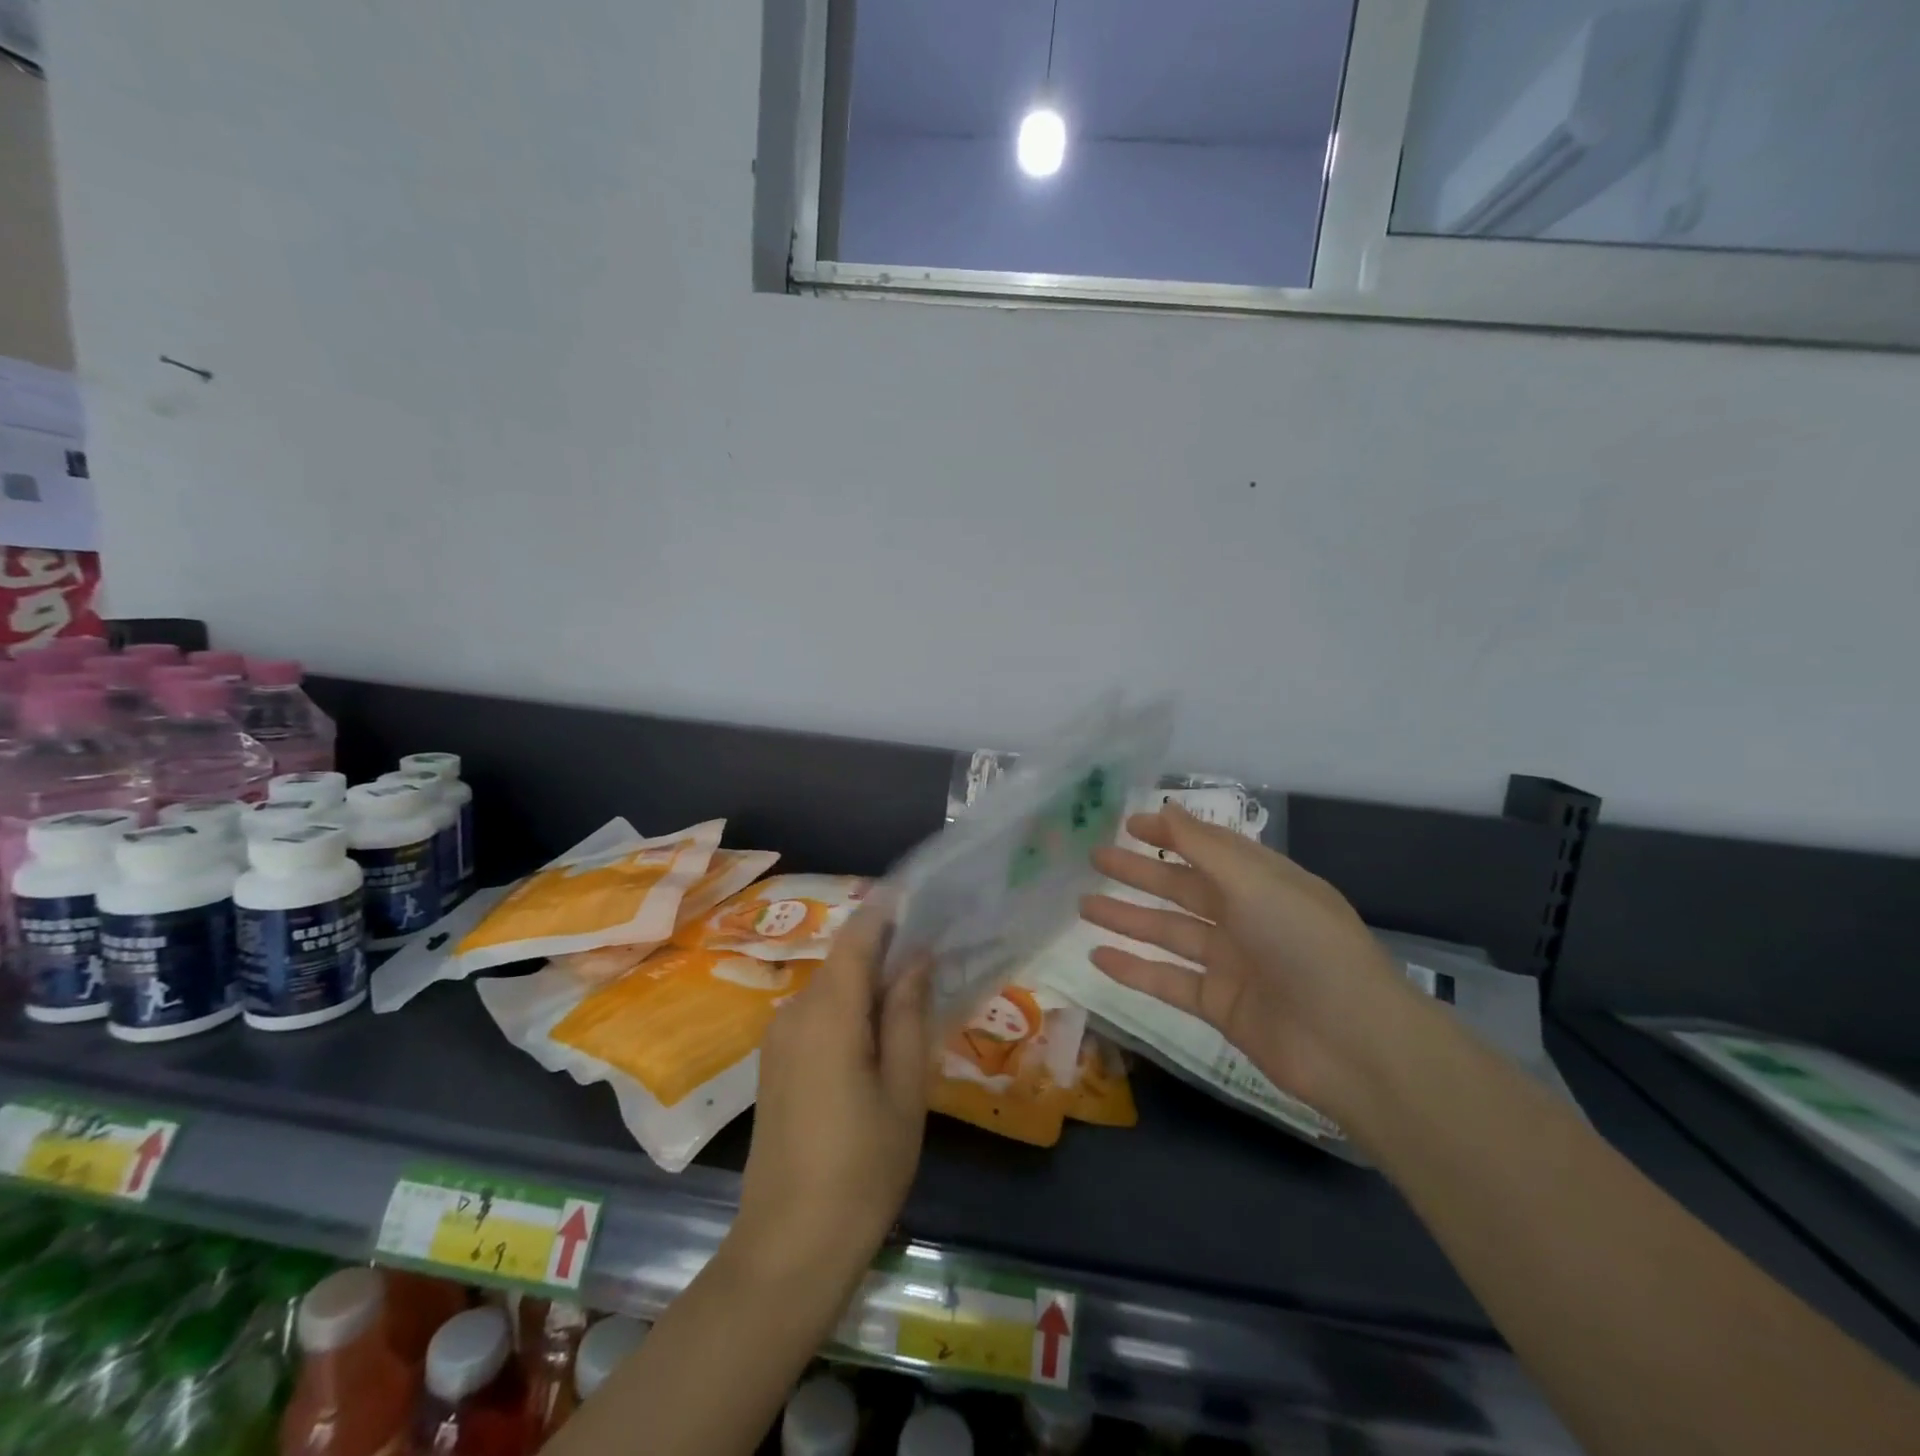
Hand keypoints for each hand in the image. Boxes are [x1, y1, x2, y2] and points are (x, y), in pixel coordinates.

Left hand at [733, 900, 930, 1280]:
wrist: (788, 1249)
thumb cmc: (862, 1169)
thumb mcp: (902, 1090)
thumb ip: (907, 1014)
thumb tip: (916, 958)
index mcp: (828, 1012)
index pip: (857, 936)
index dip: (887, 911)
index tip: (923, 900)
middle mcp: (794, 1012)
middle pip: (844, 962)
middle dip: (886, 952)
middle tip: (935, 958)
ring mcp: (777, 1040)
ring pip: (831, 990)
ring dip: (869, 986)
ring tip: (915, 998)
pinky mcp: (774, 1065)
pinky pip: (817, 1017)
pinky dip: (850, 1012)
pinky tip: (879, 1038)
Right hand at [1081, 803, 1417, 1123]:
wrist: (1352, 1043)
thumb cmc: (1305, 944)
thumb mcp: (1255, 882)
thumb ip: (1204, 846)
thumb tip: (1166, 806)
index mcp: (1263, 881)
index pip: (1209, 847)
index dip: (1170, 833)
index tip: (1127, 824)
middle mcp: (1246, 917)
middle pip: (1182, 888)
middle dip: (1139, 873)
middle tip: (1093, 859)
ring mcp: (1232, 963)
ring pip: (1169, 933)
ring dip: (1127, 918)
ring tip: (1082, 905)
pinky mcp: (1220, 1005)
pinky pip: (1168, 980)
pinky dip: (1134, 969)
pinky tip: (1098, 956)